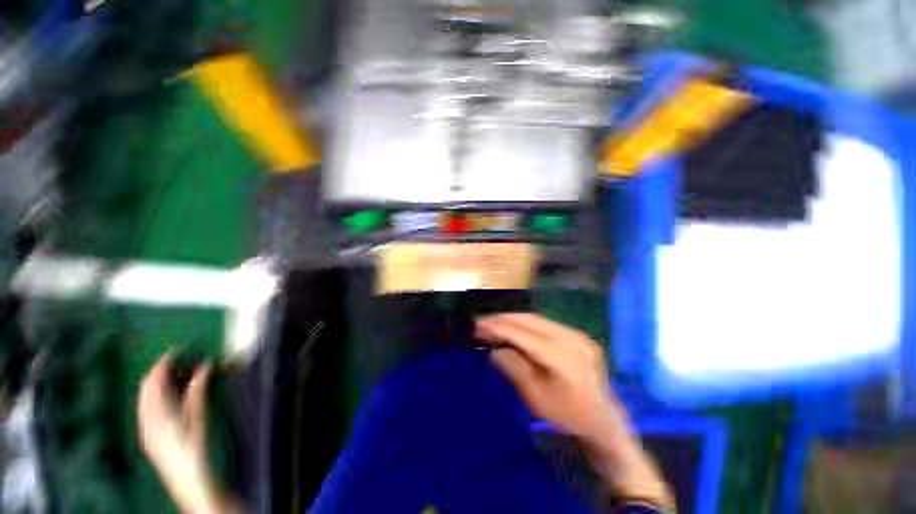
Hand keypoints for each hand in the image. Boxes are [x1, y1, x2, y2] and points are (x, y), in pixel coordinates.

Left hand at [138, 354, 229, 513]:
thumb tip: (204, 366)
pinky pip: (147, 409)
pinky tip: (170, 396)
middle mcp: (146, 419)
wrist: (189, 482)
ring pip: (145, 398)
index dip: (163, 363)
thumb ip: (198, 392)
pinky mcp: (150, 436)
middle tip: (178, 358)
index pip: (153, 381)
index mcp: (157, 413)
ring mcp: (146, 429)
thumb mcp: (200, 418)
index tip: (177, 349)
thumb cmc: (196, 449)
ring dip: (157, 383)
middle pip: (146, 388)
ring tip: (176, 373)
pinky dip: (156, 396)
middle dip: (159, 371)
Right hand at [475, 313, 620, 439]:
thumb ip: (513, 367)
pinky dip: (526, 324)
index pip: (522, 333)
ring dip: (513, 319)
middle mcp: (571, 337)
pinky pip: (546, 324)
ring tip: (494, 323)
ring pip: (537, 318)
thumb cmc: (567, 417)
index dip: (498, 327)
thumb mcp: (535, 397)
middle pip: (529, 319)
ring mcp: (577, 334)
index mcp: (561, 356)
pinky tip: (515, 328)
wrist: (604, 423)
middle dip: (503, 318)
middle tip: (482, 321)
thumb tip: (494, 349)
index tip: (477, 325)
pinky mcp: (578, 335)